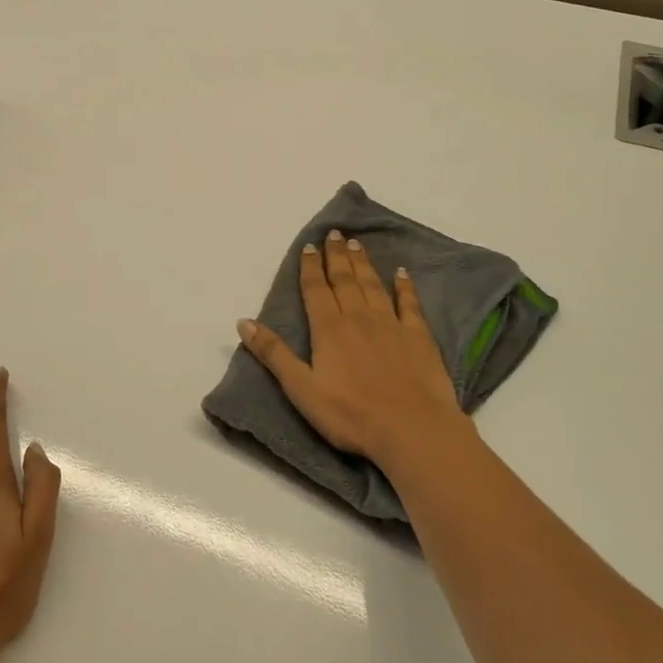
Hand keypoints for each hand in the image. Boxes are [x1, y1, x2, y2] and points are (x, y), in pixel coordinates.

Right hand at [236, 231, 476, 476]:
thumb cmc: (351, 414)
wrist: (412, 429)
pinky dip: (404, 286)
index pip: (316, 290)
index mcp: (329, 329)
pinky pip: (409, 303)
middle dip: (336, 256)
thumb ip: (274, 354)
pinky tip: (402, 273)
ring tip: (357, 244)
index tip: (309, 246)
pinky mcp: (419, 336)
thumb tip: (243, 322)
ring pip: (373, 285)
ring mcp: (391, 324)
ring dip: (363, 263)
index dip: (310, 267)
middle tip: (334, 233)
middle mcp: (359, 317)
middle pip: (344, 280)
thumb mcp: (301, 389)